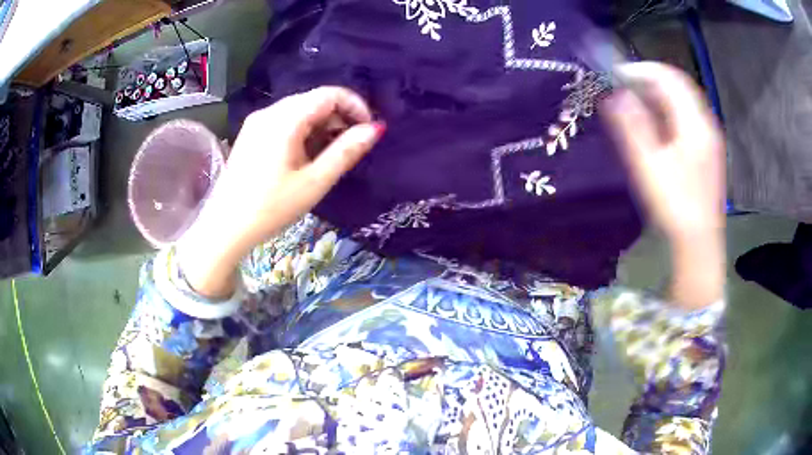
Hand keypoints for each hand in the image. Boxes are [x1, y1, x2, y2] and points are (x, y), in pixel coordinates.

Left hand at [178, 87, 383, 297]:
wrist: (225, 227)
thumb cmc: (271, 208)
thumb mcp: (314, 182)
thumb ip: (346, 152)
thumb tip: (375, 129)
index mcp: (285, 119)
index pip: (330, 93)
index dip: (356, 106)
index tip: (369, 130)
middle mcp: (270, 111)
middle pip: (314, 100)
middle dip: (340, 117)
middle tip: (353, 146)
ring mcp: (258, 121)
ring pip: (300, 110)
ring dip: (322, 125)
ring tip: (332, 153)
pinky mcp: (251, 133)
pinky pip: (285, 121)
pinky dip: (304, 130)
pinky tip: (307, 154)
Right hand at [602, 62, 724, 308]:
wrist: (699, 242)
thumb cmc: (674, 205)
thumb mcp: (649, 165)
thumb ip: (633, 125)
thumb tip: (615, 93)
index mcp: (695, 124)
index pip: (669, 77)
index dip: (642, 69)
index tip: (617, 74)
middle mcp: (706, 123)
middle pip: (678, 86)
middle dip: (649, 80)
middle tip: (623, 88)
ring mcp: (709, 137)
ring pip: (682, 101)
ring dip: (658, 95)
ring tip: (635, 104)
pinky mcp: (707, 150)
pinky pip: (687, 117)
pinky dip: (668, 112)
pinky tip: (656, 125)